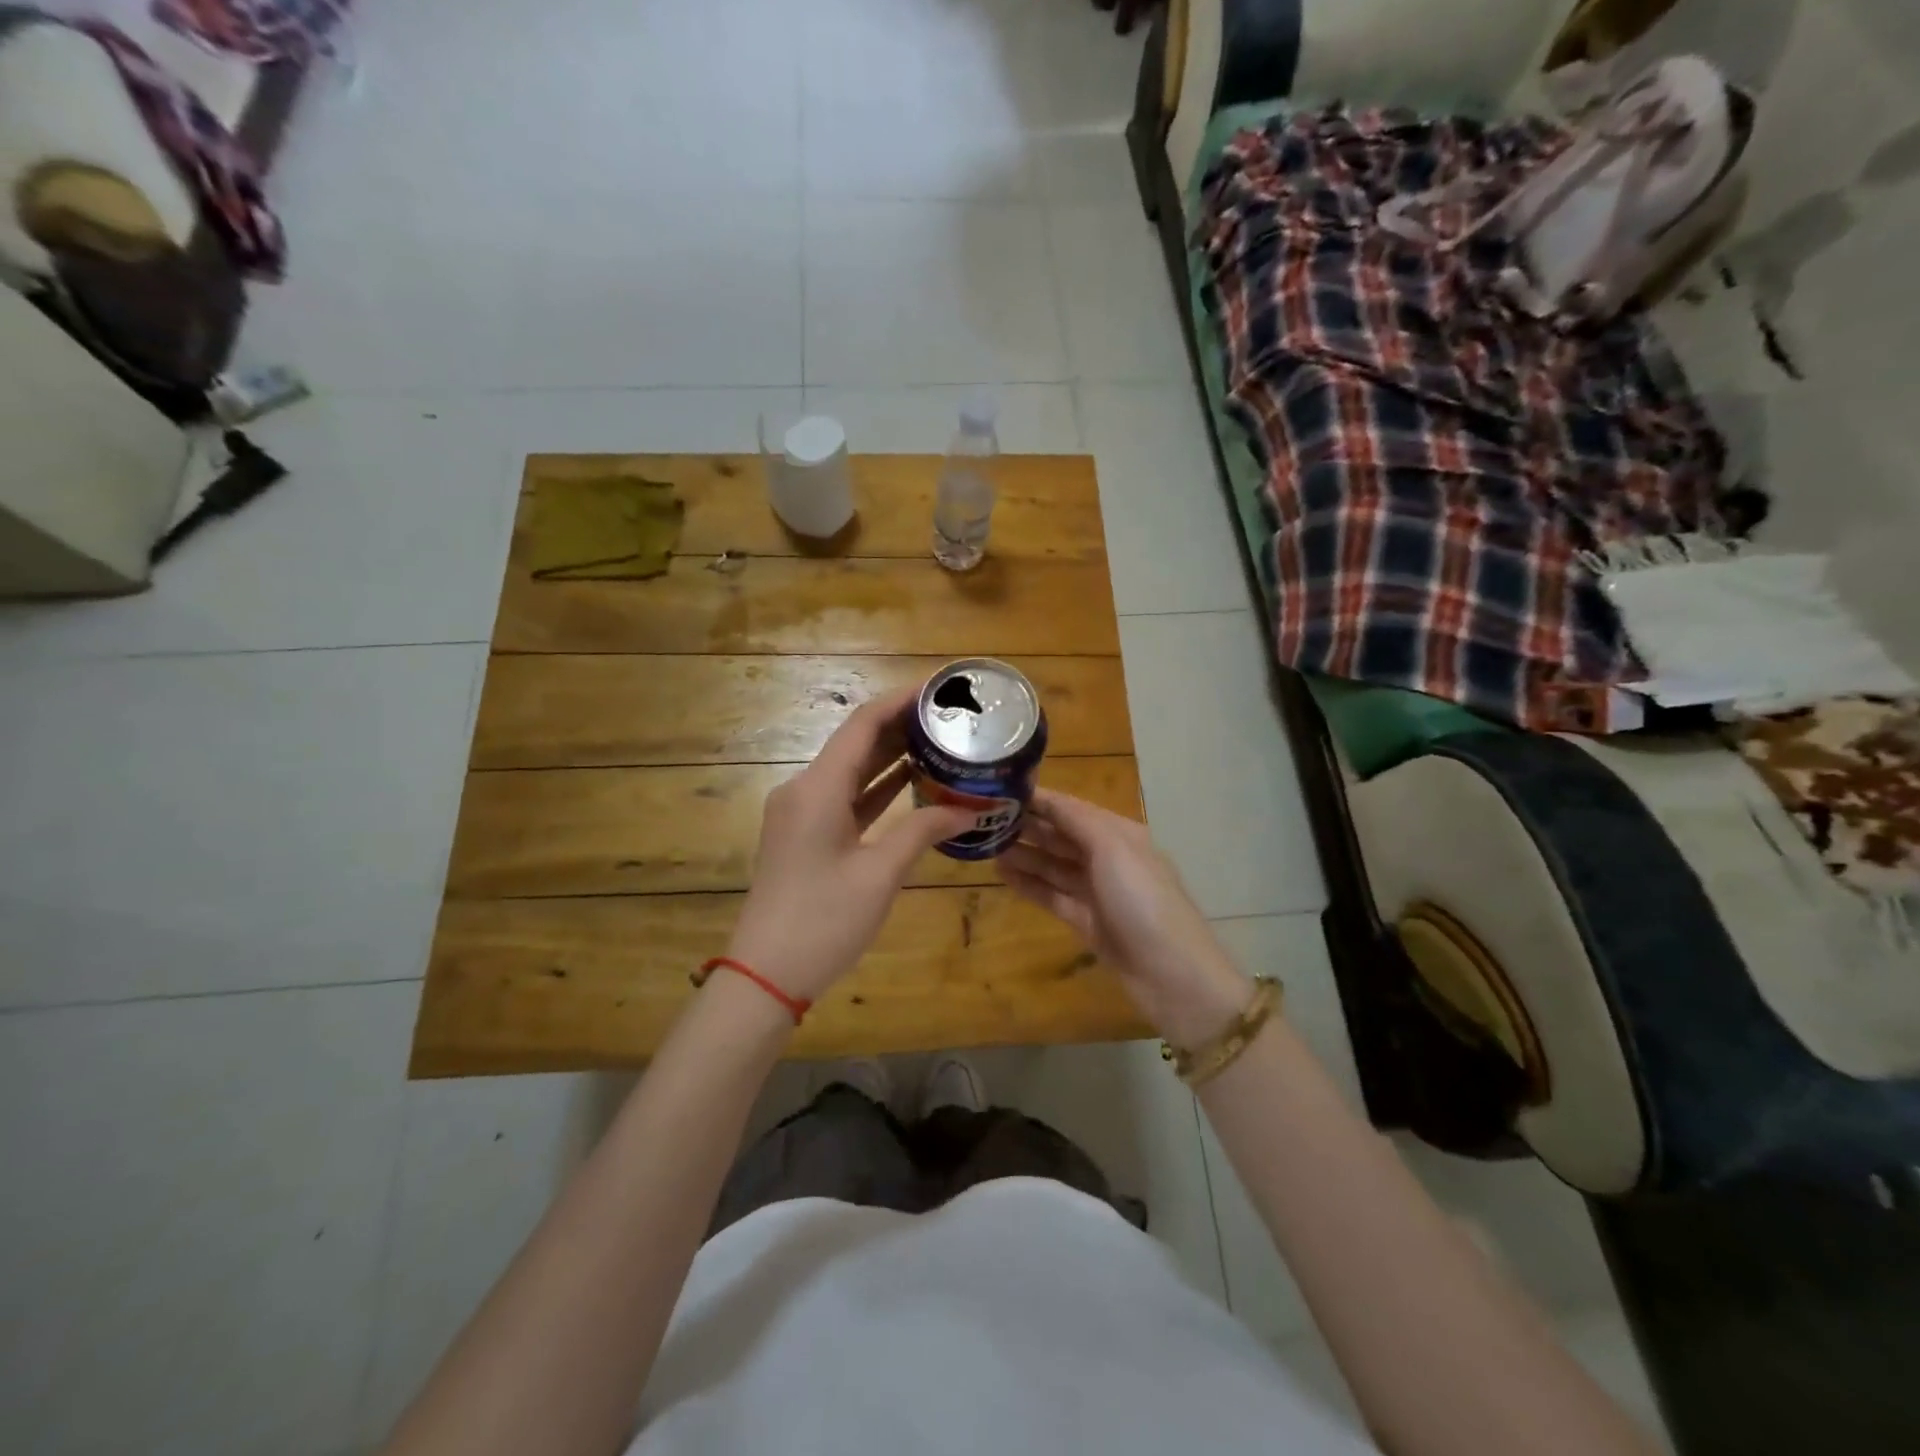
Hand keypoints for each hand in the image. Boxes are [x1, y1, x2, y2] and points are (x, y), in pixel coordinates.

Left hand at [726, 686, 974, 1003]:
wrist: (765, 975)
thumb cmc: (823, 921)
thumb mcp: (880, 875)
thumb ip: (922, 831)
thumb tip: (968, 809)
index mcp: (817, 788)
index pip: (862, 724)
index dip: (900, 700)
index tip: (939, 687)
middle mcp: (804, 789)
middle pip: (855, 742)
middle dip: (900, 725)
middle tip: (949, 715)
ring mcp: (802, 813)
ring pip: (851, 770)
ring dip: (890, 755)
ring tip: (939, 740)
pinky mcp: (805, 835)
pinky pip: (846, 798)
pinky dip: (877, 788)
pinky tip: (911, 782)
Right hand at [999, 790, 1252, 1045]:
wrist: (1172, 974)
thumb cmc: (1143, 901)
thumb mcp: (1113, 850)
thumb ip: (1077, 821)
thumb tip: (1045, 797)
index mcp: (1120, 834)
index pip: (1072, 808)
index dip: (1040, 799)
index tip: (1001, 791)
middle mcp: (1109, 858)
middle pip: (1062, 836)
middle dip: (1028, 826)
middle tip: (985, 819)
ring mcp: (1098, 892)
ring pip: (1054, 865)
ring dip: (1024, 854)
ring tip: (986, 846)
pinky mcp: (1087, 921)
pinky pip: (1052, 895)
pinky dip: (1029, 884)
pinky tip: (1002, 875)